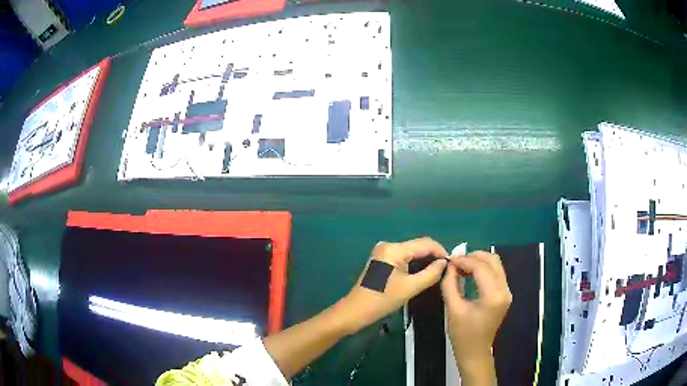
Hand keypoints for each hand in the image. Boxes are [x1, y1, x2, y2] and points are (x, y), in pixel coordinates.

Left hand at [339, 237, 447, 334]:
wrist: (356, 311)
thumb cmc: (382, 300)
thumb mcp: (410, 288)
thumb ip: (431, 273)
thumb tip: (444, 263)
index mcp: (394, 249)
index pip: (425, 243)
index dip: (441, 251)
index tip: (453, 263)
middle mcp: (388, 245)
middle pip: (418, 246)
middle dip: (433, 256)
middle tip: (447, 269)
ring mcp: (384, 252)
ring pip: (412, 252)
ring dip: (425, 260)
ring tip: (438, 271)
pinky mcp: (382, 260)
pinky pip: (404, 257)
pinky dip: (415, 263)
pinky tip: (424, 272)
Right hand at [441, 251, 511, 383]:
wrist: (475, 352)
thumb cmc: (462, 335)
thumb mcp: (453, 309)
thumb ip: (450, 284)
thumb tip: (449, 266)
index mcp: (493, 296)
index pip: (481, 267)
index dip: (464, 260)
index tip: (449, 260)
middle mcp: (504, 291)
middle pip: (493, 260)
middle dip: (473, 257)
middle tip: (455, 261)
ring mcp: (507, 292)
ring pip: (495, 265)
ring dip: (478, 262)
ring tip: (460, 267)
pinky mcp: (504, 295)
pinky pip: (495, 274)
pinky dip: (483, 269)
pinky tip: (469, 273)